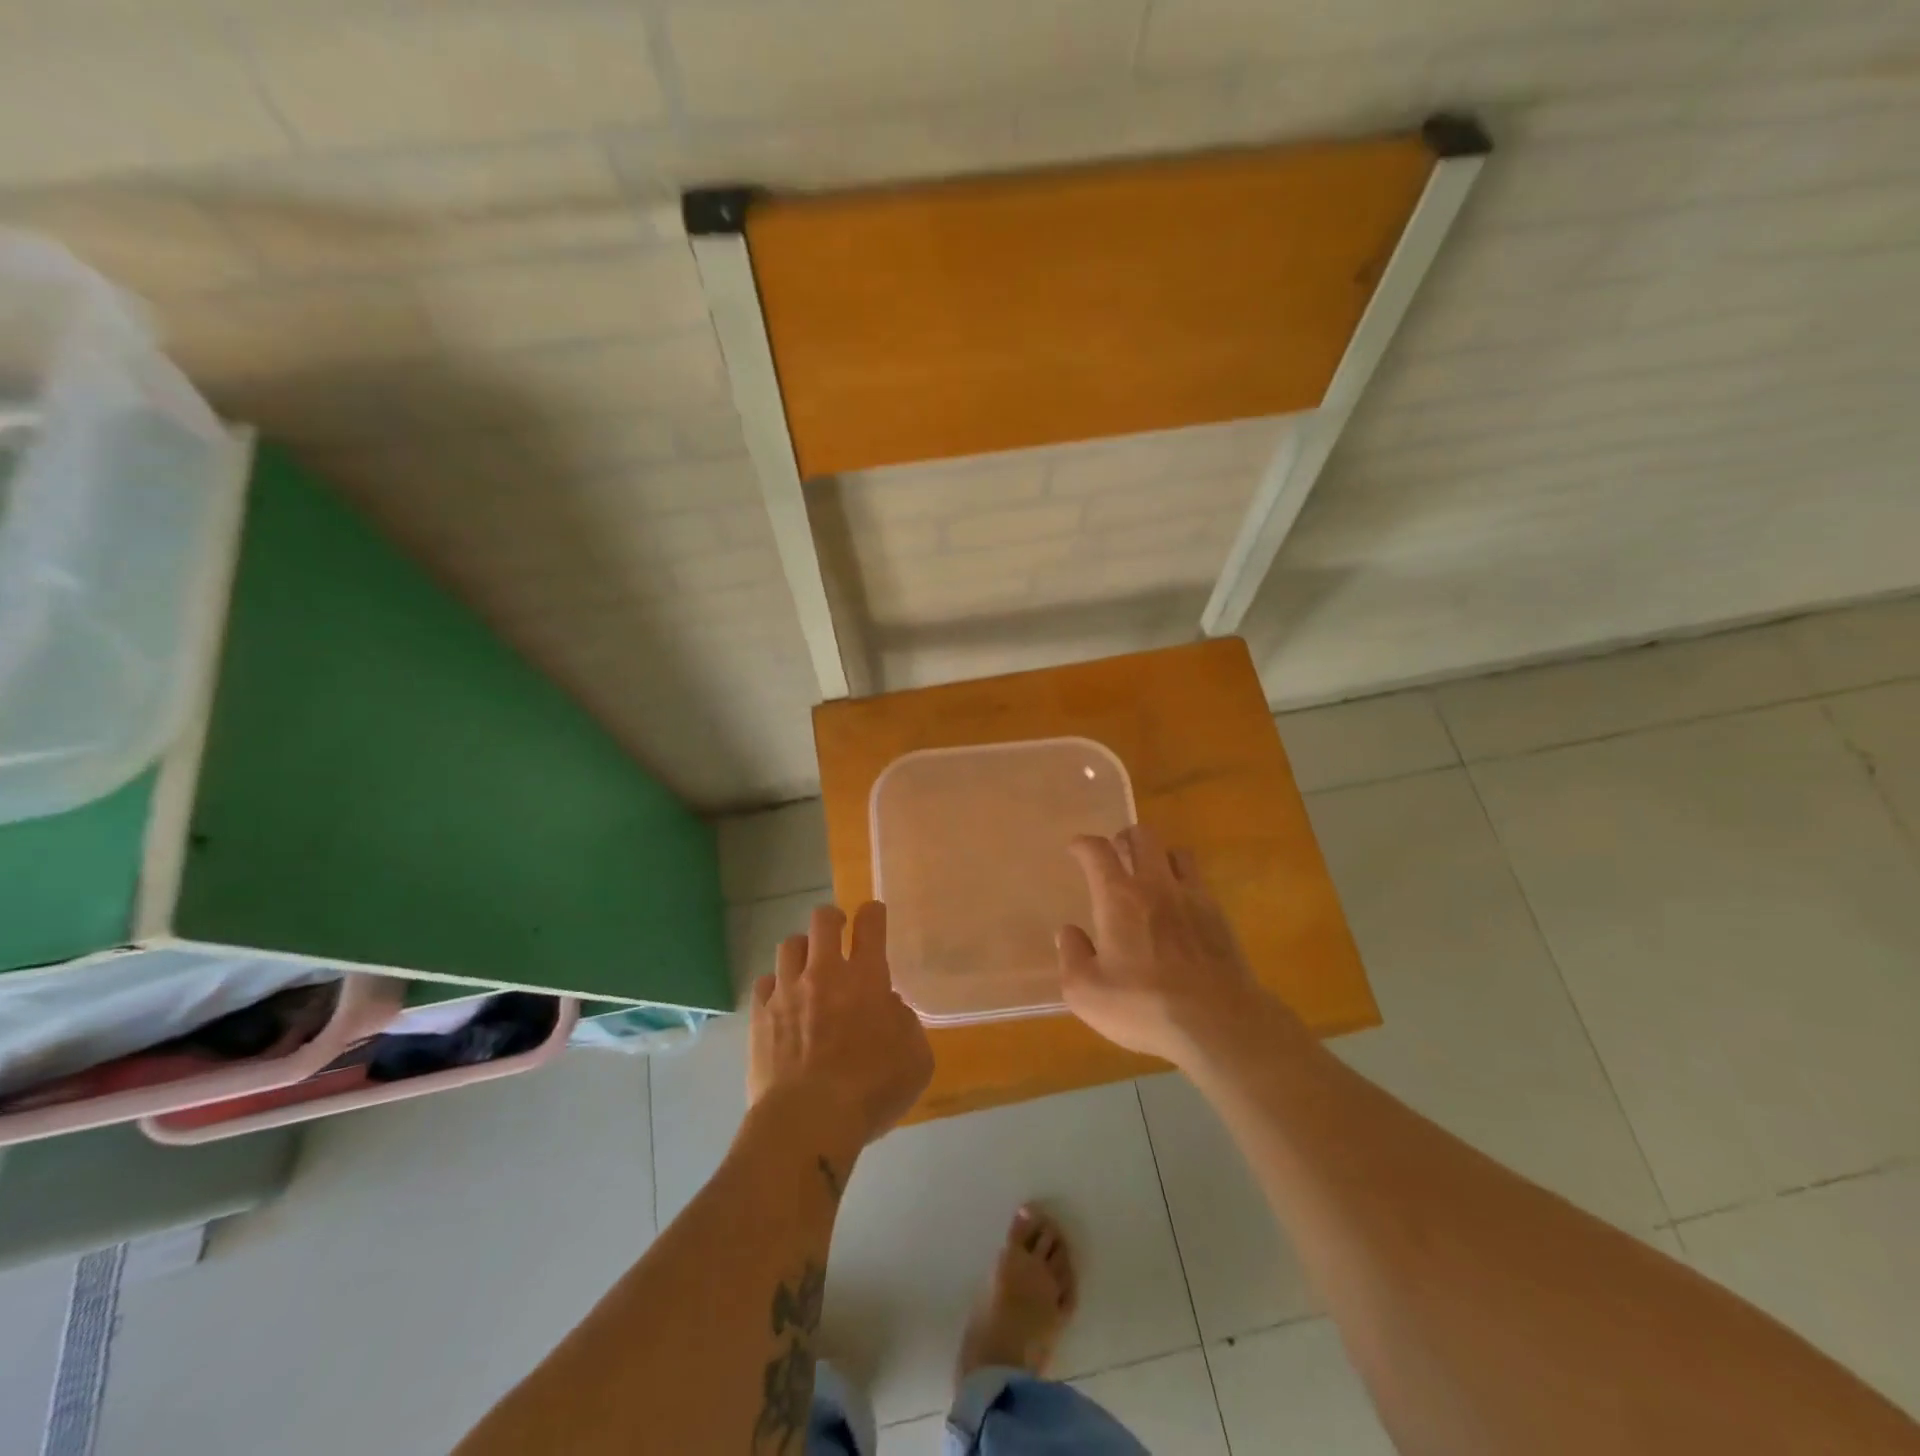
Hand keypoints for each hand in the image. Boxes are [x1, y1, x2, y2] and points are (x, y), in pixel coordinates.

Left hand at [748, 902, 934, 1151]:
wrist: (808, 1121)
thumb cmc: (871, 1090)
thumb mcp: (916, 1059)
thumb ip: (906, 1024)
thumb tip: (889, 1007)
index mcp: (866, 978)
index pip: (870, 924)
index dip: (873, 913)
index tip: (873, 914)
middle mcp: (824, 973)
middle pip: (823, 920)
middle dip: (832, 919)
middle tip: (838, 933)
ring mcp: (787, 992)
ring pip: (789, 945)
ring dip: (802, 950)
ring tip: (808, 966)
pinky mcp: (759, 1016)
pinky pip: (764, 983)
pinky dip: (774, 985)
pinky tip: (781, 1001)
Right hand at [1057, 826, 1270, 1066]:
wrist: (1218, 1023)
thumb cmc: (1144, 1007)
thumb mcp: (1086, 992)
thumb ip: (1072, 955)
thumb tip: (1068, 932)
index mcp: (1118, 898)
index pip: (1097, 851)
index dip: (1083, 844)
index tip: (1076, 848)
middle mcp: (1156, 886)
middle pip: (1143, 836)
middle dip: (1125, 838)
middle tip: (1116, 855)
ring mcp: (1193, 898)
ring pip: (1177, 852)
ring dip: (1159, 856)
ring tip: (1151, 875)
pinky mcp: (1220, 917)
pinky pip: (1199, 882)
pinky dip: (1184, 884)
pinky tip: (1179, 908)